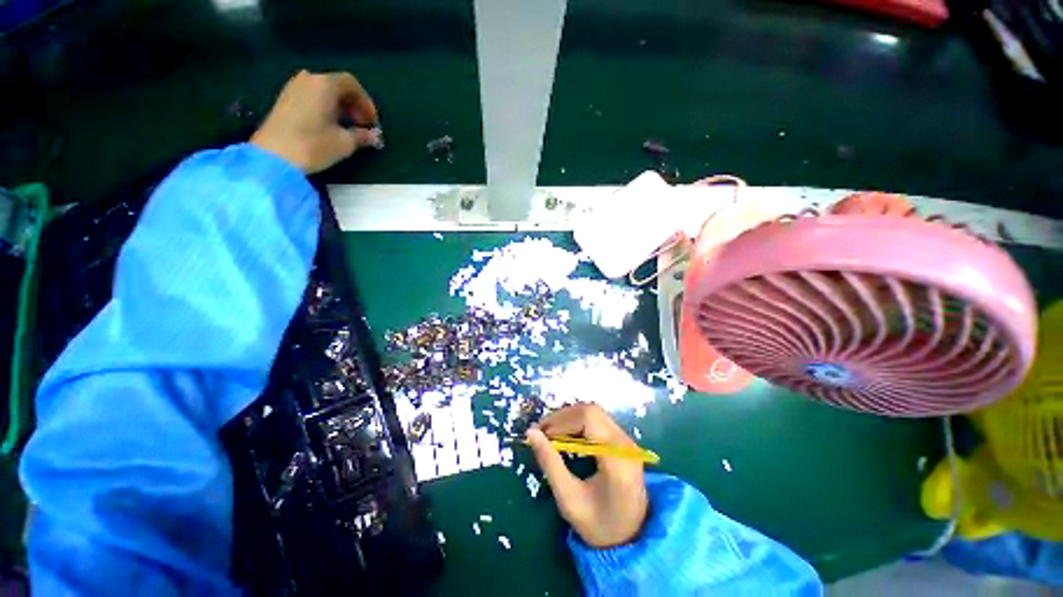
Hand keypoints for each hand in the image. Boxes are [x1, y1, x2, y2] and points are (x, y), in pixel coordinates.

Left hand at [251, 70, 380, 173]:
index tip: (373, 122)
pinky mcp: (285, 100)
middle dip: (353, 105)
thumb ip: (362, 136)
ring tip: (347, 128)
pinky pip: (312, 98)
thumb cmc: (313, 144)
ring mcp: (293, 88)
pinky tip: (330, 126)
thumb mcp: (345, 142)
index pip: (351, 84)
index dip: (366, 103)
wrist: (274, 155)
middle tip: (362, 125)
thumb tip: (374, 136)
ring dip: (340, 107)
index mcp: (324, 84)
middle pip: (337, 86)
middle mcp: (308, 79)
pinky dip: (325, 108)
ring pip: (324, 92)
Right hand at [527, 403, 647, 548]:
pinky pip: (598, 420)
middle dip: (563, 417)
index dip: (562, 420)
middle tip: (542, 432)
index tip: (541, 433)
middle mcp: (625, 443)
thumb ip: (550, 464)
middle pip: (591, 411)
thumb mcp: (569, 499)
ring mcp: (626, 439)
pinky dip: (578, 423)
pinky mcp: (623, 440)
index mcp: (617, 458)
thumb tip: (531, 433)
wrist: (631, 537)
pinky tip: (566, 436)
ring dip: (569, 418)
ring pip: (594, 412)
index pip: (589, 419)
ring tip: (550, 433)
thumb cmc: (598, 524)